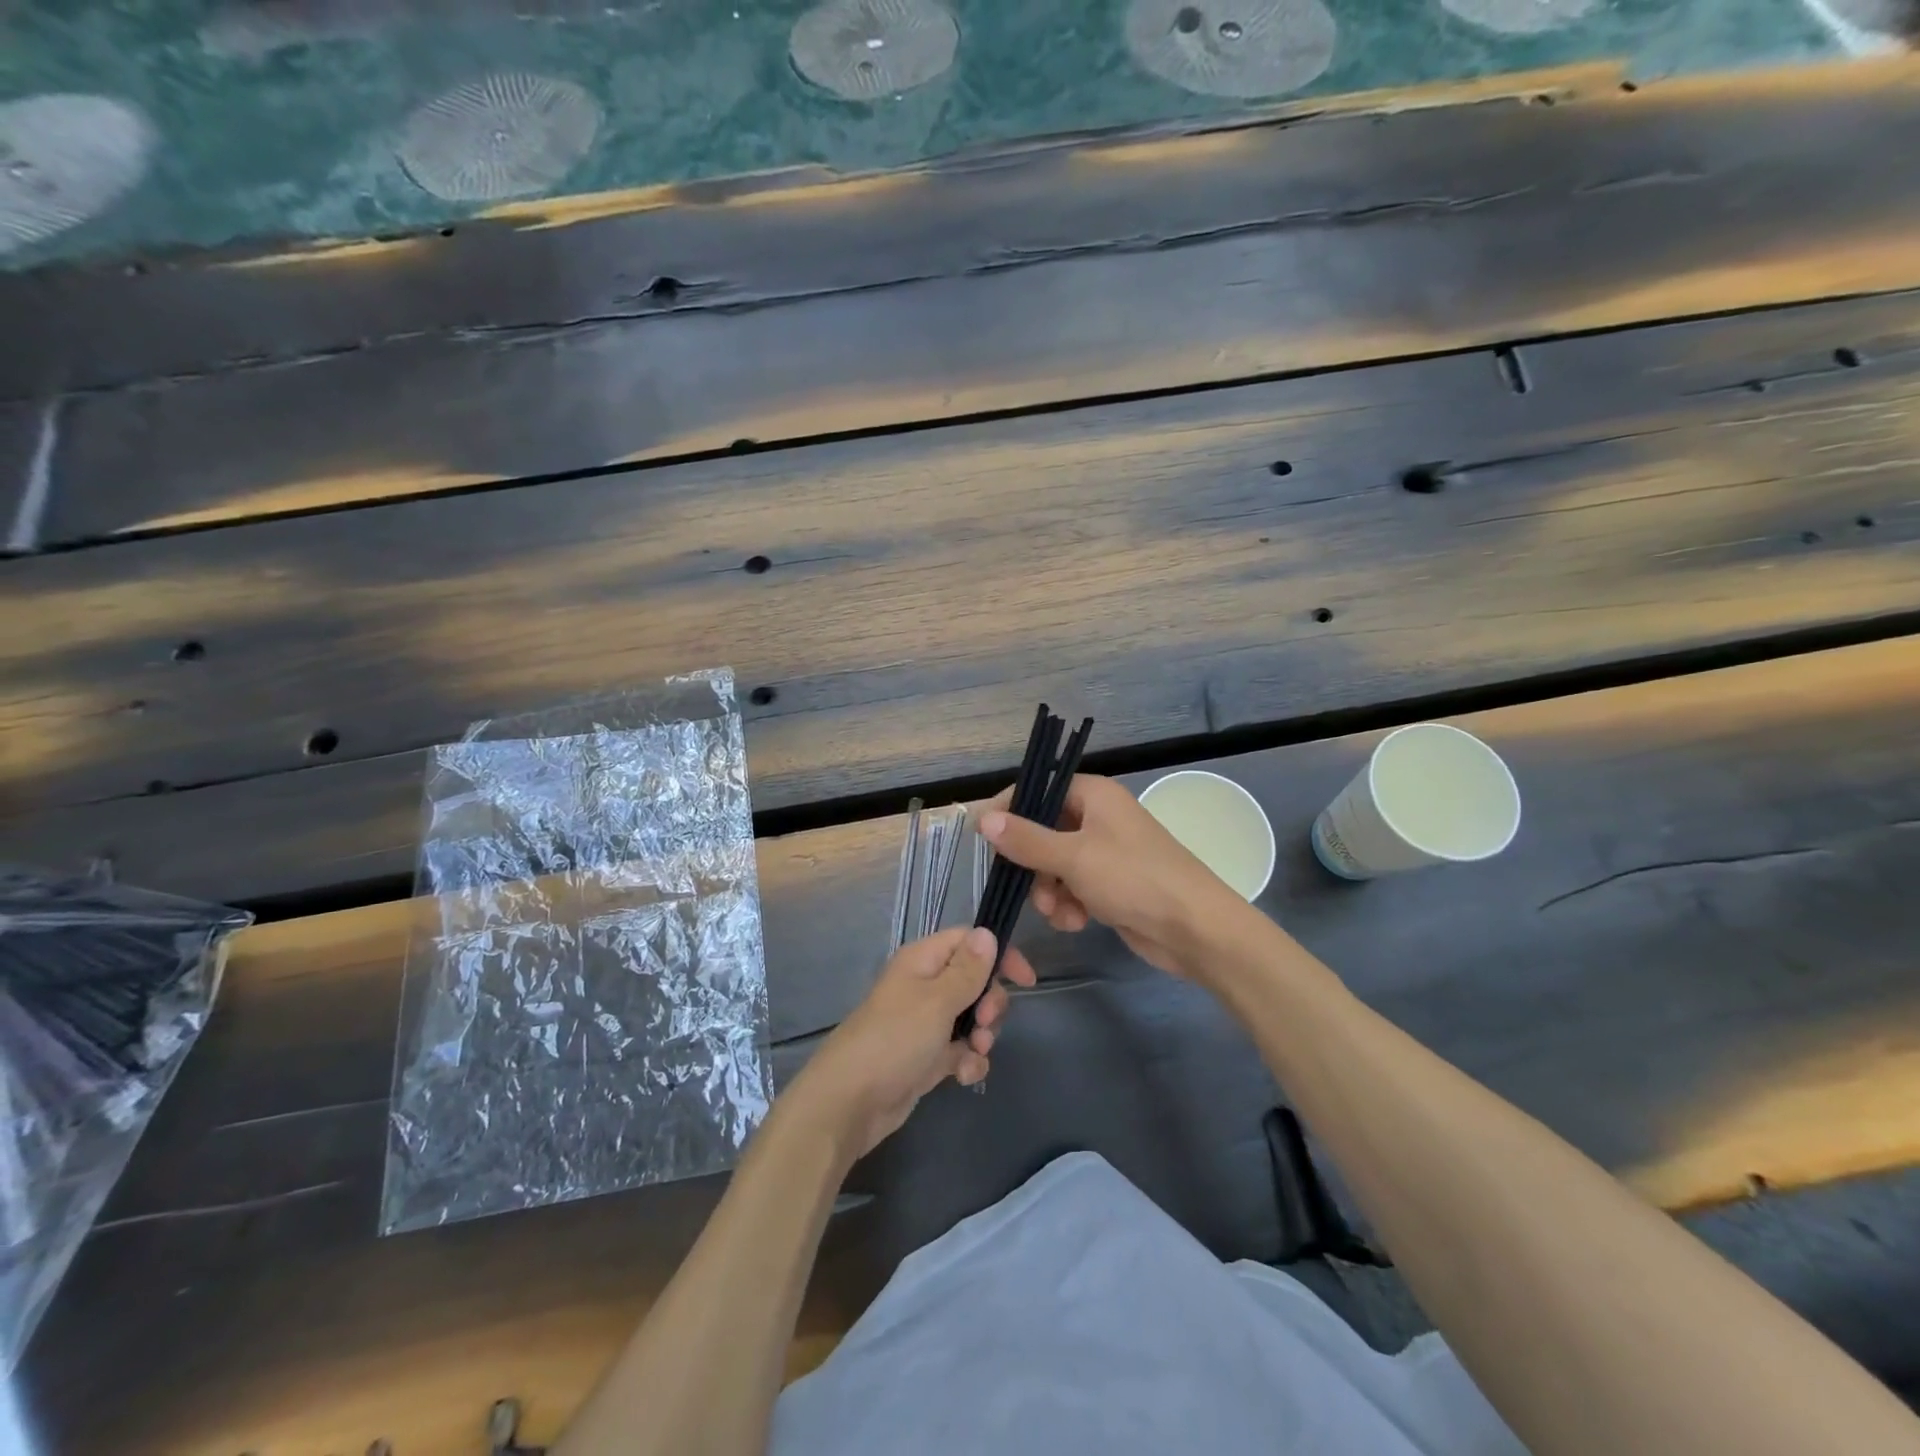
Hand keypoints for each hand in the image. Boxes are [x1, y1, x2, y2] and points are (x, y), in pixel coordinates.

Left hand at [792, 927, 1036, 1158]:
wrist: (851, 1102)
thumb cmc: (895, 1040)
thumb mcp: (937, 1001)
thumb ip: (967, 970)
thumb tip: (987, 932)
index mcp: (923, 961)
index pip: (968, 941)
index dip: (998, 955)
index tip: (1025, 980)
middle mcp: (924, 986)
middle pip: (975, 981)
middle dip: (990, 1002)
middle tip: (985, 1022)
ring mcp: (925, 1023)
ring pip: (971, 1017)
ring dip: (982, 1035)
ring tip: (974, 1053)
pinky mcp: (926, 1056)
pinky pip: (960, 1049)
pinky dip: (967, 1060)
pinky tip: (962, 1076)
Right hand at [978, 774, 1245, 977]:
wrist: (1195, 929)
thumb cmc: (1134, 879)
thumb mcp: (1073, 857)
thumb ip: (1025, 839)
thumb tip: (982, 817)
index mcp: (1093, 795)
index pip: (1038, 789)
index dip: (1010, 810)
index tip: (985, 837)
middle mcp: (1097, 817)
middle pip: (1042, 831)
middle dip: (1033, 864)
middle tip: (1030, 887)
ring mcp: (1105, 852)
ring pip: (1053, 865)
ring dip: (1049, 891)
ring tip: (1061, 912)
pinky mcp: (1110, 884)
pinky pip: (1072, 887)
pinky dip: (1069, 905)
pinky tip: (1078, 922)